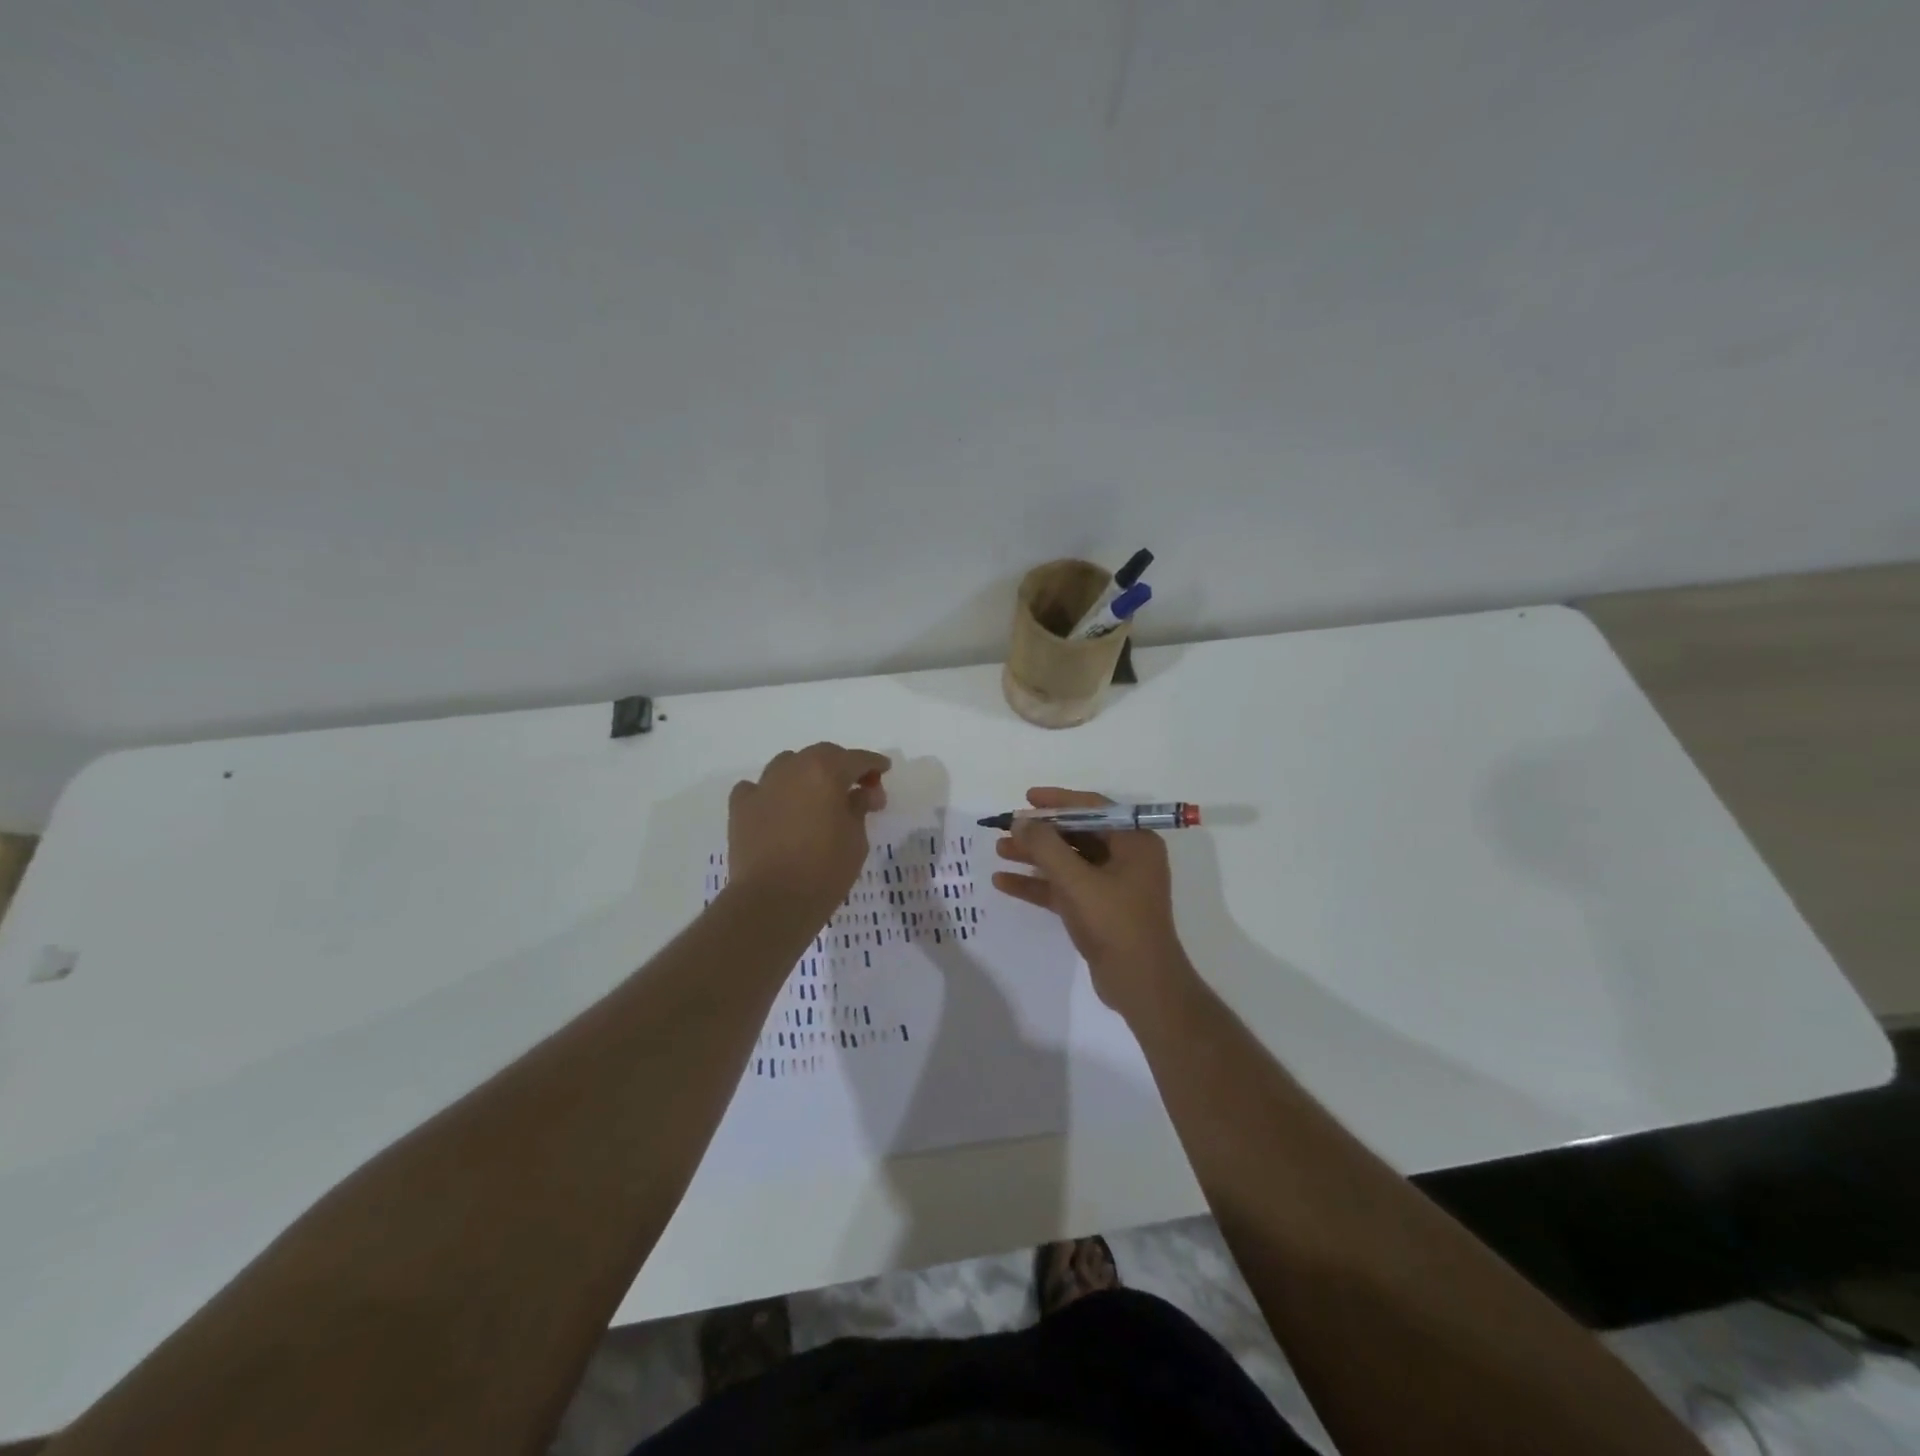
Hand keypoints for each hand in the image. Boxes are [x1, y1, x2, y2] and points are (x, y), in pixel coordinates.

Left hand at [728, 743, 889, 918]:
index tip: (884, 770)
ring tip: (816, 796)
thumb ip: (860, 808)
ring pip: (788, 765)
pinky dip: (771, 792)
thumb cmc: (824, 870)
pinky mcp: (740, 807)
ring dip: (806, 774)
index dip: (874, 764)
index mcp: (826, 772)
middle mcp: (792, 769)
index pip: (857, 759)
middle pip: (821, 755)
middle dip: (841, 766)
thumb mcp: (856, 839)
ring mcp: (763, 786)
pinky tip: (778, 808)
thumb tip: (862, 794)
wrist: (772, 901)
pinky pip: (758, 788)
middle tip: (856, 788)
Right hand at [991, 788, 1195, 1020]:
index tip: (1026, 798)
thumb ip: (1045, 847)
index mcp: (1134, 842)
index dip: (1058, 801)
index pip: (1093, 808)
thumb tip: (1020, 820)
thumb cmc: (1115, 922)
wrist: (1140, 984)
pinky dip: (1038, 884)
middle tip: (1006, 828)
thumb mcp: (1077, 880)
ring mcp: (1112, 885)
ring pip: (1067, 862)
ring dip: (1034, 857)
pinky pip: (1064, 888)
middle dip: (1040, 832)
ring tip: (998, 851)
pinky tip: (1004, 882)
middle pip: (1076, 834)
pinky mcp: (1098, 910)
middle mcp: (1127, 858)